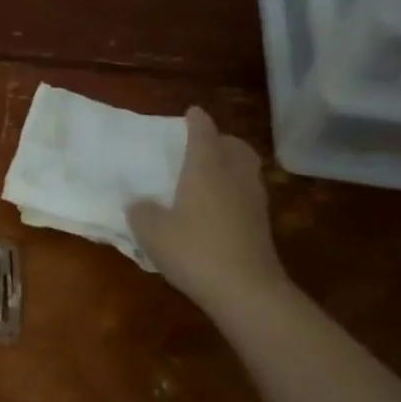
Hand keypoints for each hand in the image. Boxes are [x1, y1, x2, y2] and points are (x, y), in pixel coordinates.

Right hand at [128, 105, 286, 315]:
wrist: (245, 290)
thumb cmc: (193, 250)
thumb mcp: (151, 231)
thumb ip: (141, 211)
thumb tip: (139, 203)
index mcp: (206, 170)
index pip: (203, 135)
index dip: (197, 121)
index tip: (192, 111)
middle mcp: (234, 178)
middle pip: (236, 147)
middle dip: (222, 140)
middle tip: (205, 144)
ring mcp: (253, 202)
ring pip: (246, 169)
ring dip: (232, 163)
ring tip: (212, 172)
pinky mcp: (261, 226)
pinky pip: (248, 193)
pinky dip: (235, 189)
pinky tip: (219, 205)